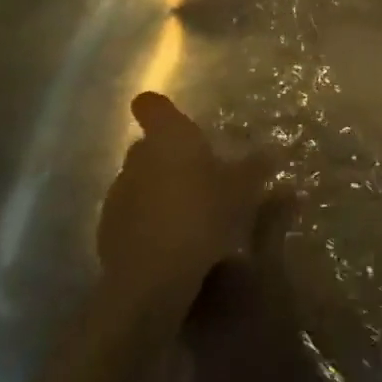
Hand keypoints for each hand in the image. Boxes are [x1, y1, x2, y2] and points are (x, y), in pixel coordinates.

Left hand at [98, 93, 272, 313]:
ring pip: (139, 180)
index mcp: (168, 137)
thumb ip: (256, 167)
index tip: (176, 120)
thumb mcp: (243, 190)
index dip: (160, 109)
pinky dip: (148, 220)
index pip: (151, 105)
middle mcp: (137, 158)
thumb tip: (274, 150)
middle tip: (199, 174)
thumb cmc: (202, 213)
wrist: (153, 276)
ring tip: (188, 212)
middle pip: (147, 145)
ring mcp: (118, 194)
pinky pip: (132, 214)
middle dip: (168, 155)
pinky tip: (171, 241)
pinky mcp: (107, 229)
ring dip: (158, 189)